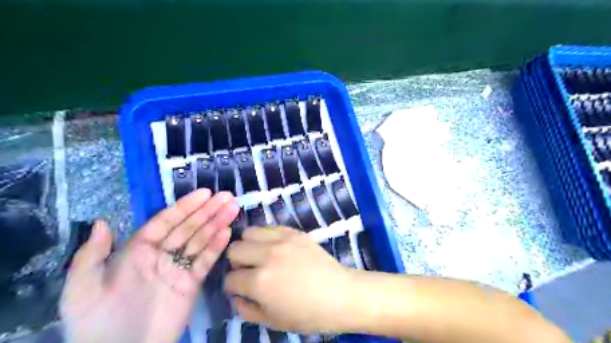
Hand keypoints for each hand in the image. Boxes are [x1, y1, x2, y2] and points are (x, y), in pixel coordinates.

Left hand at [61, 188, 237, 342]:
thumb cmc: (97, 322)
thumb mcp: (82, 289)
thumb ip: (91, 256)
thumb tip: (101, 222)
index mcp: (138, 250)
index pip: (166, 221)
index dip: (185, 206)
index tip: (204, 193)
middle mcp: (161, 255)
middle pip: (188, 227)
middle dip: (207, 211)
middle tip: (227, 196)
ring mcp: (179, 268)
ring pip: (200, 240)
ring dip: (217, 223)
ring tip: (233, 208)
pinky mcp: (191, 283)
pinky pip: (206, 261)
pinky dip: (217, 247)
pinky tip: (227, 232)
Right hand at [223, 226, 358, 333]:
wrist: (340, 294)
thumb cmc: (308, 314)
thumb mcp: (273, 321)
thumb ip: (246, 309)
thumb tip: (236, 296)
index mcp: (260, 282)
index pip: (230, 278)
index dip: (232, 287)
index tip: (240, 289)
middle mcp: (267, 255)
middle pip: (234, 249)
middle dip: (237, 263)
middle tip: (249, 271)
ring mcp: (282, 240)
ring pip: (249, 232)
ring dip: (249, 245)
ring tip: (261, 256)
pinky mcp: (294, 232)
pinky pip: (270, 227)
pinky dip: (266, 237)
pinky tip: (275, 248)